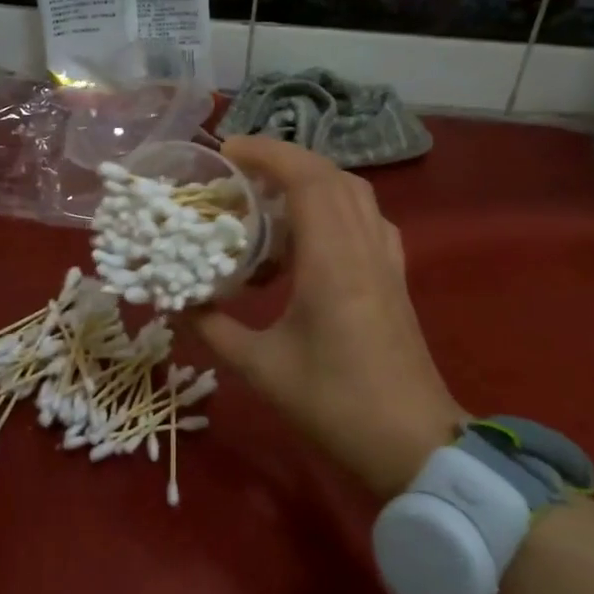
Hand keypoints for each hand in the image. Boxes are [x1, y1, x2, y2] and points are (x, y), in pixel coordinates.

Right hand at [192, 138, 463, 498]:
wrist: (413, 444)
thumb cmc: (335, 404)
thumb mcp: (262, 369)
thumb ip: (215, 329)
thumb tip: (180, 304)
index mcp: (333, 261)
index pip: (307, 180)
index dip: (268, 153)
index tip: (228, 150)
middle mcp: (365, 248)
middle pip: (332, 177)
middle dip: (285, 160)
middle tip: (240, 171)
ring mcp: (386, 261)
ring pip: (355, 194)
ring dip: (312, 181)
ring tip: (269, 197)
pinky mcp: (395, 278)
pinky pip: (367, 220)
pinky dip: (336, 207)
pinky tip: (311, 233)